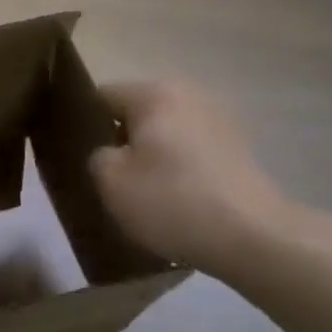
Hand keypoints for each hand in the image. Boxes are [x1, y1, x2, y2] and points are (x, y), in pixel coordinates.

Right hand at [88, 79, 295, 274]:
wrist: (254, 237)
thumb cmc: (172, 200)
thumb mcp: (110, 181)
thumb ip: (96, 156)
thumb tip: (109, 152)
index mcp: (154, 93)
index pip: (101, 97)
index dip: (83, 124)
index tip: (77, 155)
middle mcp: (189, 94)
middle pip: (136, 113)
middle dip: (120, 140)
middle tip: (107, 177)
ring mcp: (219, 120)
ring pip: (165, 133)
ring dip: (151, 155)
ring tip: (141, 191)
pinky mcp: (239, 149)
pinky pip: (191, 151)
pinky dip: (178, 168)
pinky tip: (174, 199)